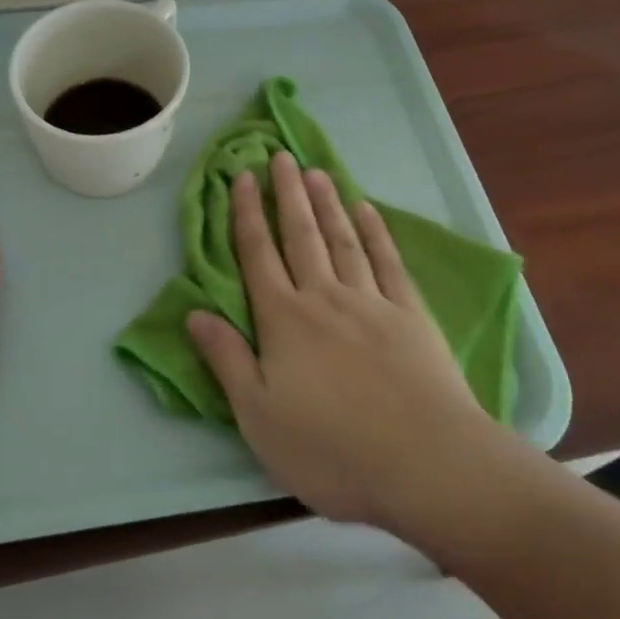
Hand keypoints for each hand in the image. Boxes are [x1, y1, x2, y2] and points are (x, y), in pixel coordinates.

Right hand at [188, 153, 508, 535]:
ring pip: (342, 239)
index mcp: (284, 320)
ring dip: (326, 203)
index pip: (258, 255)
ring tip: (315, 170)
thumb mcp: (259, 417)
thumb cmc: (332, 448)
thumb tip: (193, 313)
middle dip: (288, 193)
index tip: (244, 177)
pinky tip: (367, 209)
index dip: (248, 214)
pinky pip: (387, 261)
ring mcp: (370, 301)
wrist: (426, 463)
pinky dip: (376, 231)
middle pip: (300, 235)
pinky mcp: (410, 314)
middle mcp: (323, 297)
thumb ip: (226, 359)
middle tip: (280, 155)